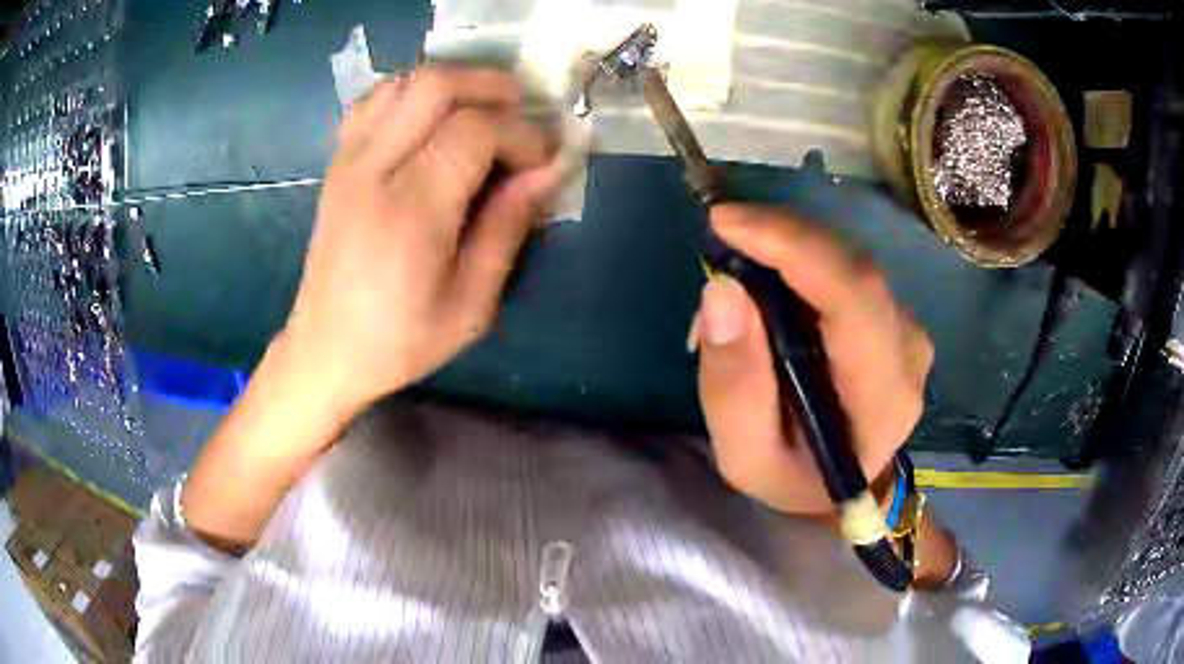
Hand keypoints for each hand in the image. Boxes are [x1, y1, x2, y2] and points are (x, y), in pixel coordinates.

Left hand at [280, 67, 562, 417]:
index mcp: (410, 211)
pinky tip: (433, 121)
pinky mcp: (337, 162)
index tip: (543, 161)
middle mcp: (373, 170)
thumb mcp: (471, 305)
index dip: (522, 134)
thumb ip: (508, 228)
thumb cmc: (400, 340)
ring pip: (404, 81)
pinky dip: (412, 94)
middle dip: (491, 87)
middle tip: (521, 116)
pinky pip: (375, 100)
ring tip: (482, 113)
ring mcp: (348, 160)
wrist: (326, 350)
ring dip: (453, 84)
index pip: (475, 130)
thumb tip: (547, 171)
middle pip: (436, 85)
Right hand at [692, 204, 932, 514]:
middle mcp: (909, 351)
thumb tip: (722, 289)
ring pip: (848, 260)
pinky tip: (770, 274)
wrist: (844, 485)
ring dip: (788, 246)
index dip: (793, 247)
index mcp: (883, 397)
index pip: (853, 299)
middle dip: (782, 235)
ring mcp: (908, 328)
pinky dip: (802, 258)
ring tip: (738, 262)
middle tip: (720, 231)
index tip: (725, 222)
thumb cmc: (795, 478)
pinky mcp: (895, 315)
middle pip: (853, 267)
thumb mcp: (745, 457)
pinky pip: (847, 268)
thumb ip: (733, 385)